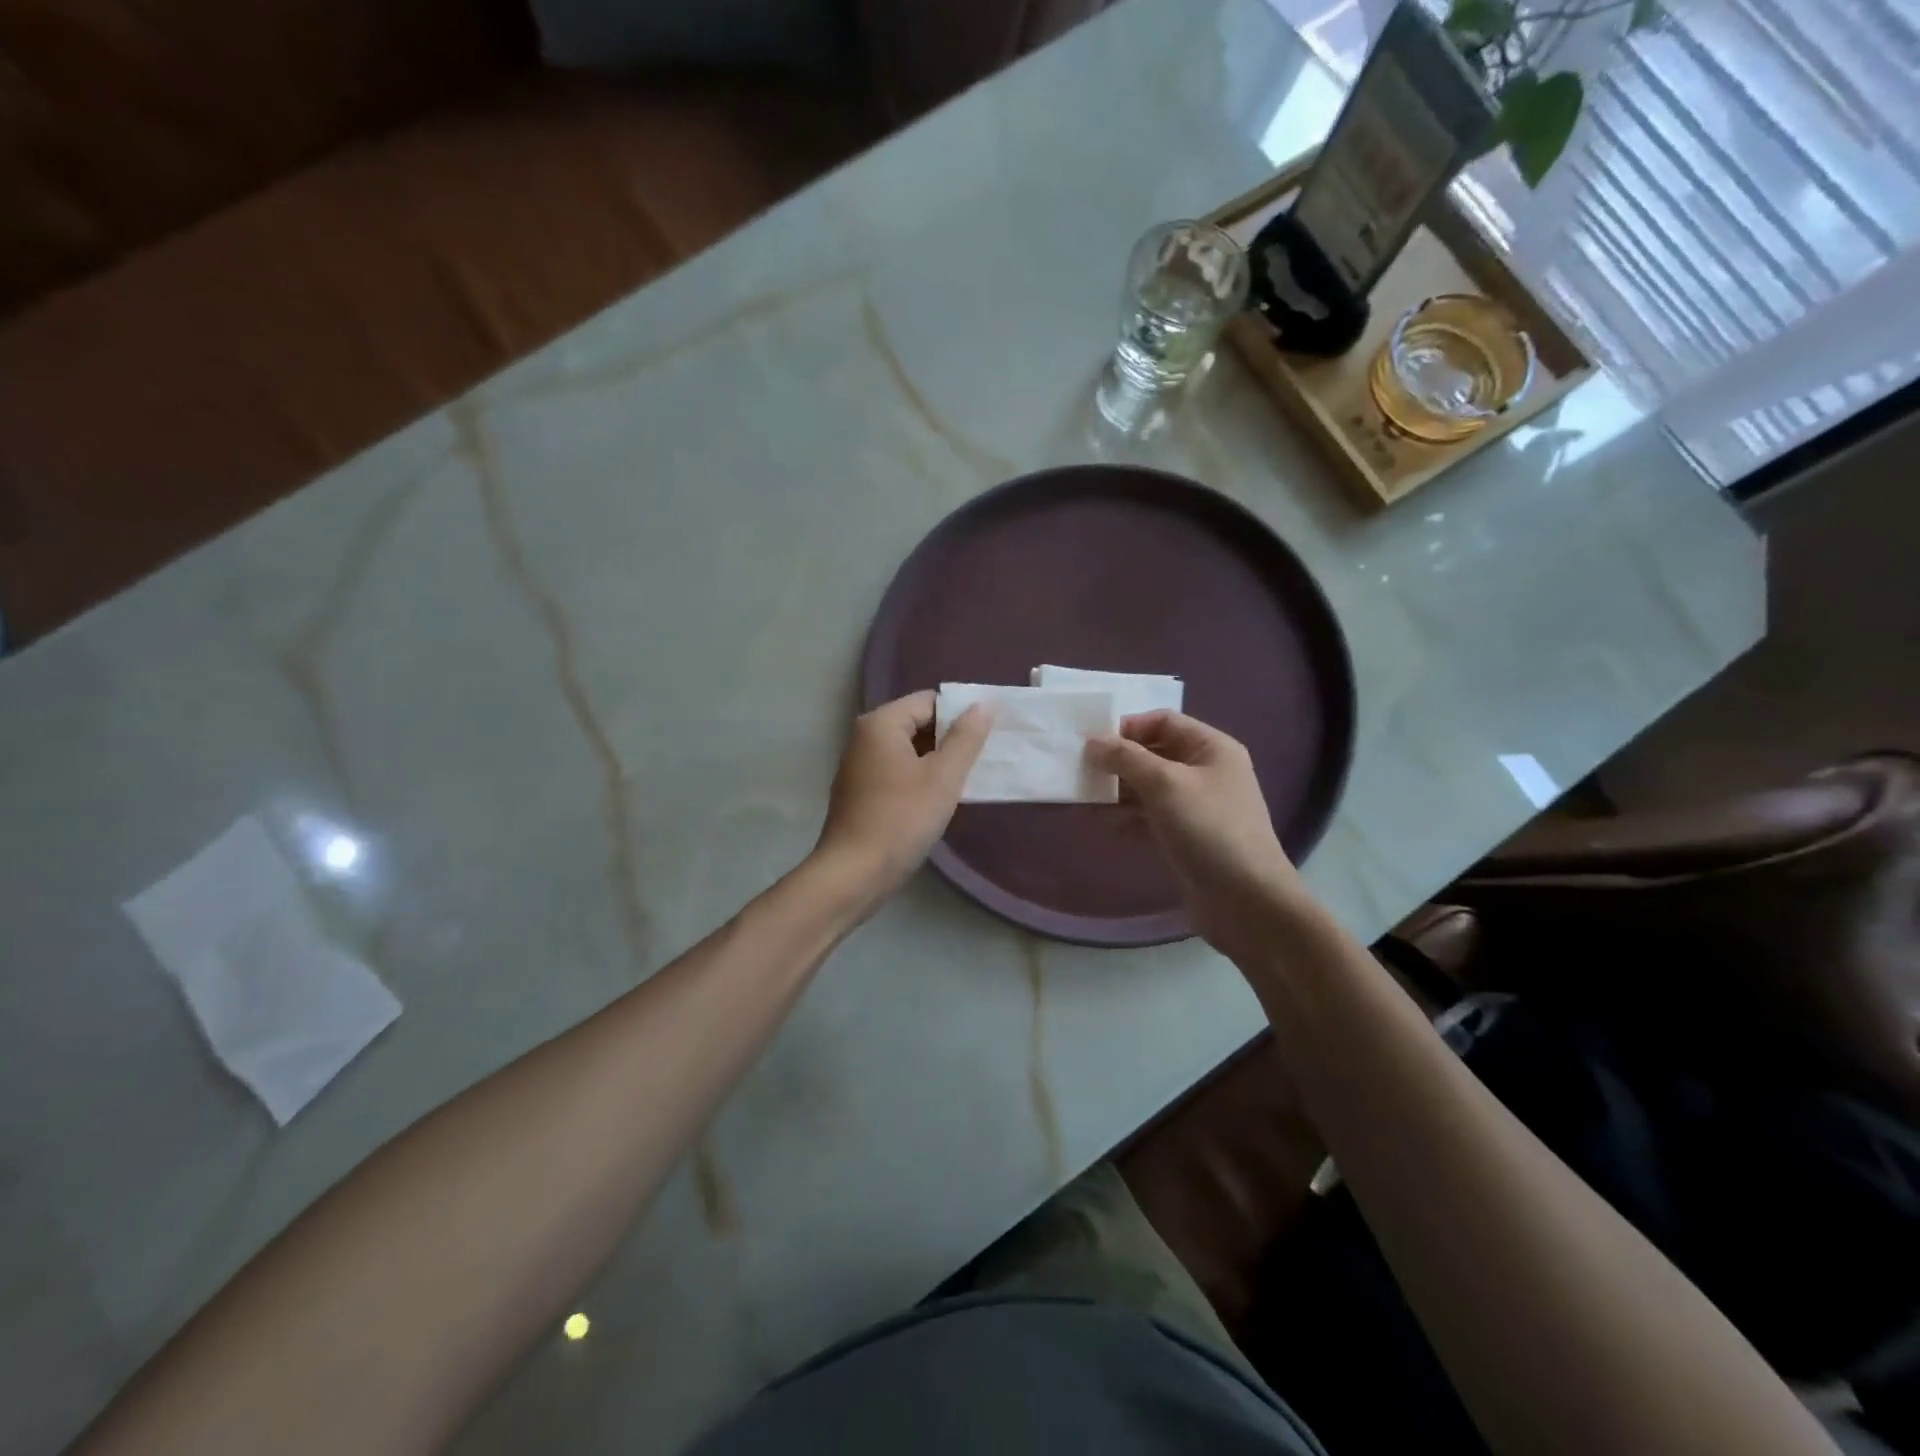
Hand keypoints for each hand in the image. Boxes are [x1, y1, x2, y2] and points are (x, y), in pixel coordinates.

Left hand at [813, 691, 992, 911]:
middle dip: (949, 739)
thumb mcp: (943, 777)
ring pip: (908, 750)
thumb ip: (966, 738)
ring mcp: (859, 765)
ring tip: (965, 781)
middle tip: (981, 760)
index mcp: (880, 723)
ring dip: (936, 762)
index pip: (929, 701)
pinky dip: (918, 779)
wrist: (854, 873)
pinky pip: (896, 772)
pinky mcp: (860, 792)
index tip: (986, 738)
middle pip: (917, 723)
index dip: (960, 715)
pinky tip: (937, 800)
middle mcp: (864, 737)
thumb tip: (984, 705)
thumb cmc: (901, 819)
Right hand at [1087, 711, 1306, 963]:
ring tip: (1082, 798)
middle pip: (1153, 753)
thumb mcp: (1165, 784)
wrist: (1246, 901)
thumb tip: (1091, 742)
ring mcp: (1196, 806)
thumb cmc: (1209, 830)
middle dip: (1117, 761)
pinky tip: (1101, 824)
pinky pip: (1149, 817)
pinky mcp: (1185, 837)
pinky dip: (1125, 818)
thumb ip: (1126, 758)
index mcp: (1211, 748)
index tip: (1092, 742)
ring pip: (1147, 787)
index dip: (1128, 726)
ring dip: (1116, 791)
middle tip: (1080, 770)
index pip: (1163, 721)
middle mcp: (1205, 772)